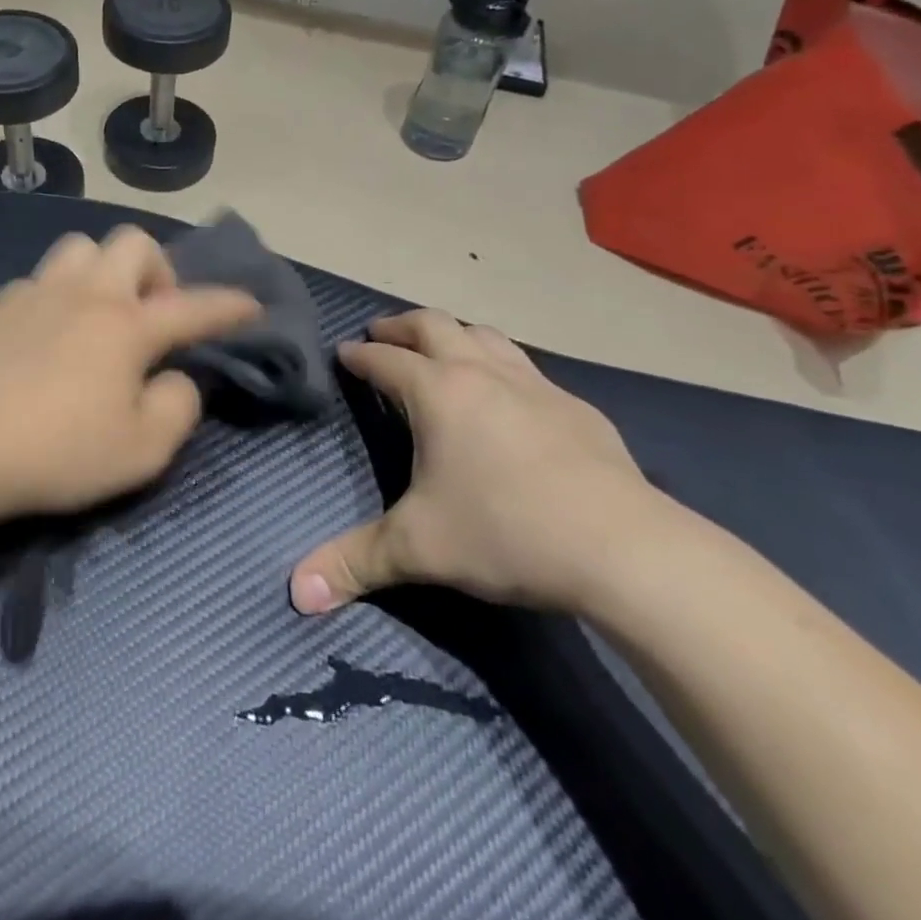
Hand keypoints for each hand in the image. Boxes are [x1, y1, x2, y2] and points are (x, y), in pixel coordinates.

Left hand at [0, 226, 260, 522]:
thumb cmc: (58, 452)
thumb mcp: (142, 451)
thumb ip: (177, 407)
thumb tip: (178, 379)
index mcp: (126, 326)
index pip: (194, 306)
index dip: (229, 306)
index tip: (251, 306)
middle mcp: (85, 294)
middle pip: (134, 243)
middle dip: (158, 271)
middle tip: (152, 316)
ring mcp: (35, 293)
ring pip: (81, 248)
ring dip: (103, 271)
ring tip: (99, 315)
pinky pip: (39, 281)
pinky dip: (57, 297)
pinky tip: (46, 336)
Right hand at [290, 310, 670, 615]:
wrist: (623, 547)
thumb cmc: (505, 532)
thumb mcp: (419, 549)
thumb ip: (355, 563)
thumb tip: (297, 594)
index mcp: (437, 392)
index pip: (384, 360)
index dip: (358, 356)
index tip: (343, 352)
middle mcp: (481, 372)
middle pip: (433, 325)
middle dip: (400, 326)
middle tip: (380, 333)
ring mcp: (533, 383)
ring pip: (483, 335)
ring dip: (452, 334)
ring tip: (440, 349)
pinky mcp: (574, 405)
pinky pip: (524, 366)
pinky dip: (499, 364)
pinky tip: (507, 395)